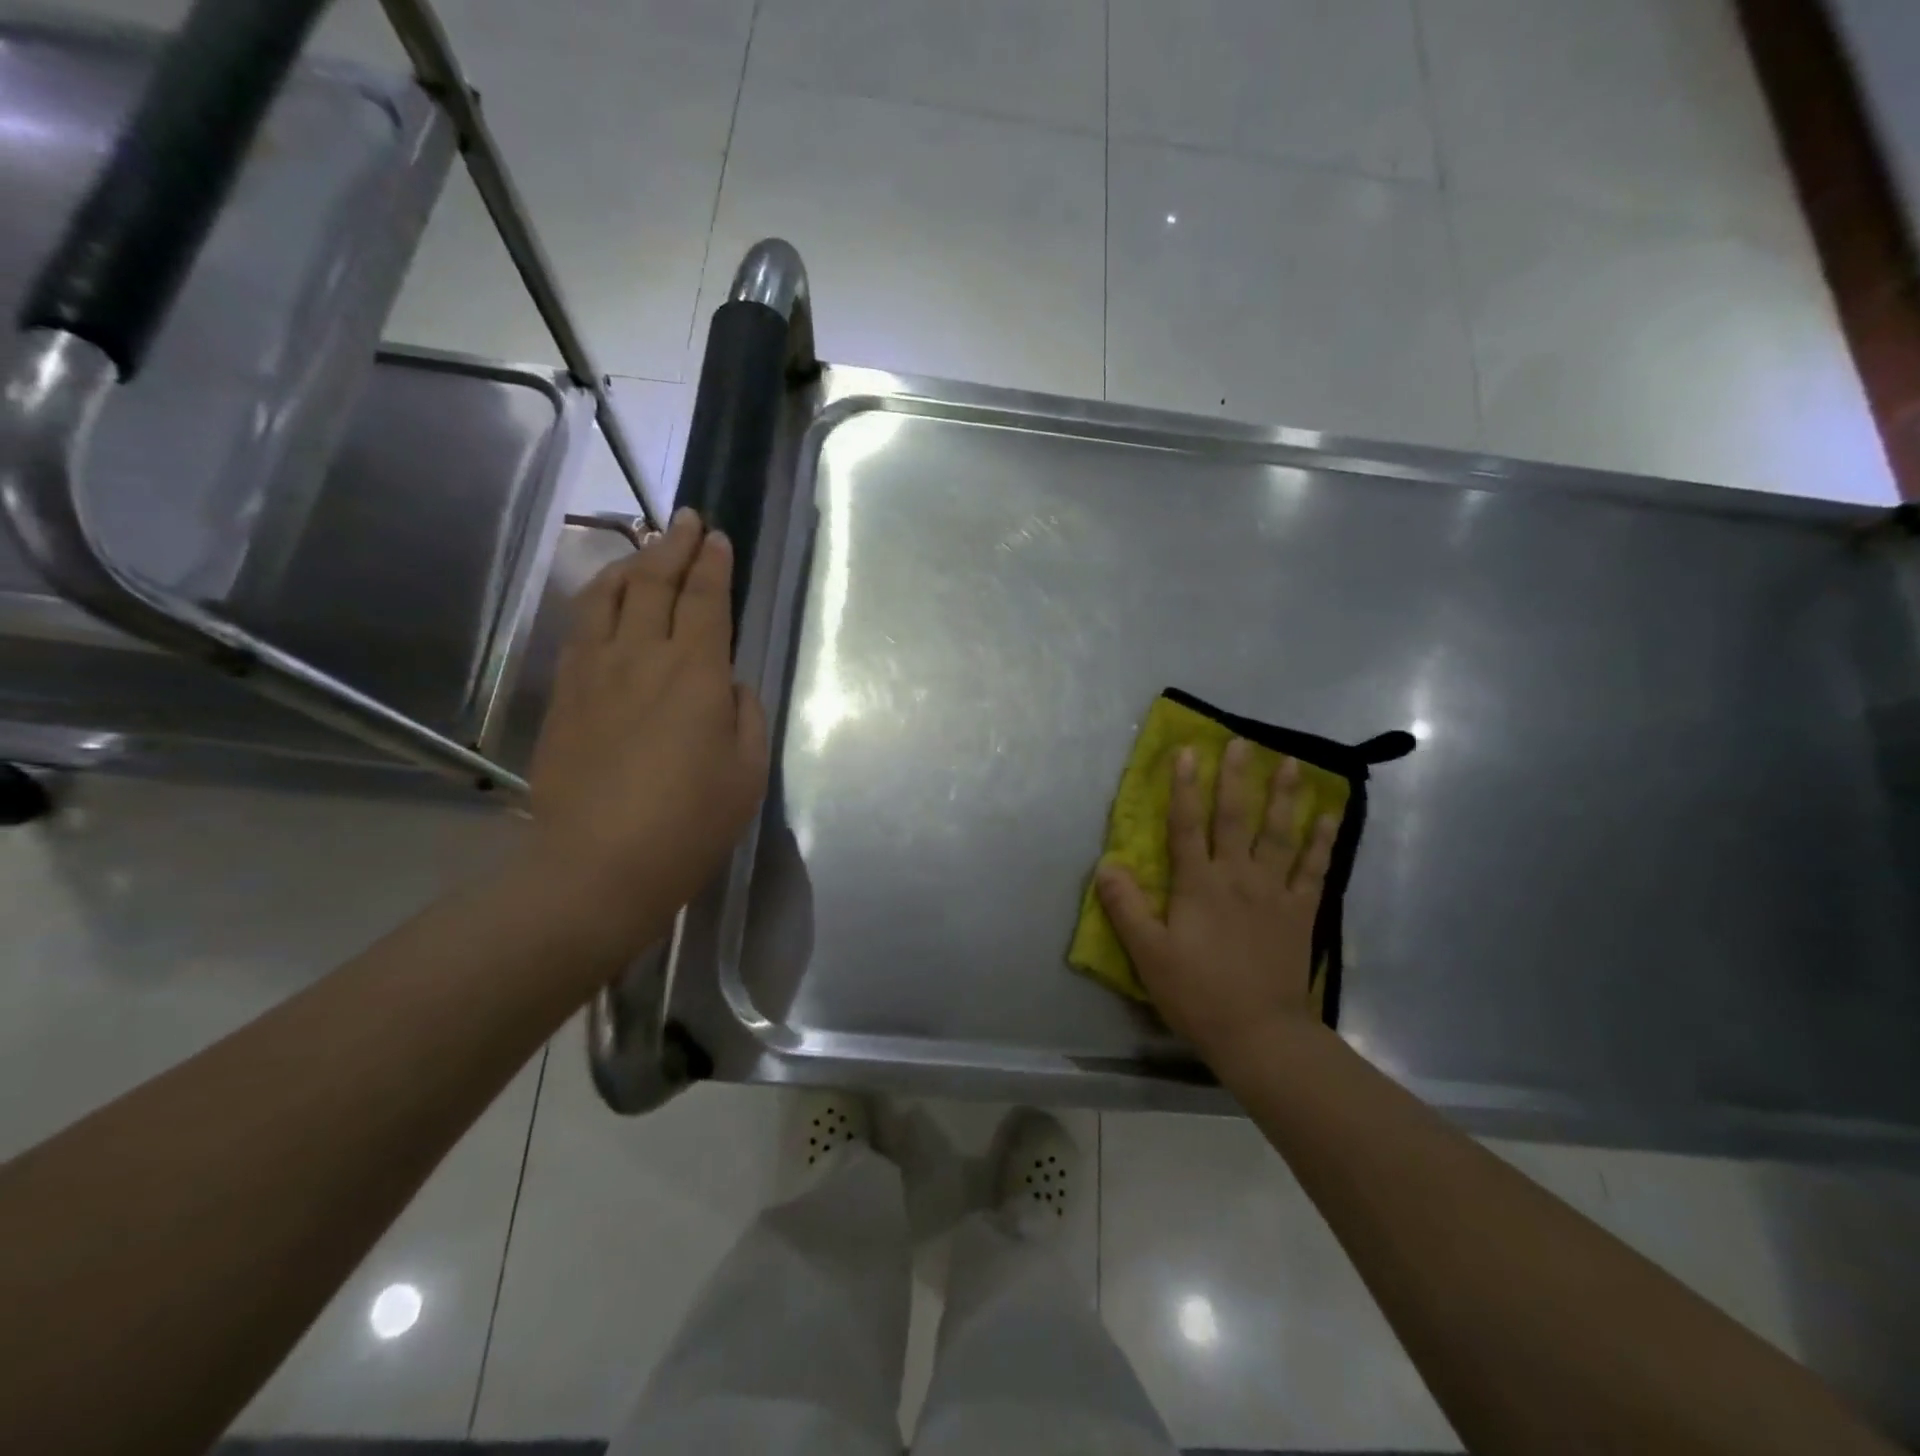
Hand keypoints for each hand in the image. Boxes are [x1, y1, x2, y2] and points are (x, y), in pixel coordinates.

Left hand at [525, 509, 769, 956]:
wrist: (598, 865)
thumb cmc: (690, 823)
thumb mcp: (747, 771)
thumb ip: (745, 714)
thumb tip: (728, 683)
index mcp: (697, 674)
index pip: (707, 600)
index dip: (714, 565)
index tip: (718, 537)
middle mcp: (644, 656)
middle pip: (656, 583)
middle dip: (676, 545)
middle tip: (688, 519)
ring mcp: (596, 671)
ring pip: (609, 595)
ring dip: (631, 563)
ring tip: (646, 547)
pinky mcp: (565, 693)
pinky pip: (580, 627)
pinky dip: (595, 597)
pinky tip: (603, 595)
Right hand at [1097, 739, 1340, 1065]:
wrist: (1260, 1033)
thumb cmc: (1198, 993)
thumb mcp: (1149, 954)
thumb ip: (1126, 907)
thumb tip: (1106, 864)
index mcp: (1198, 885)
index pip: (1186, 825)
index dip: (1183, 787)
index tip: (1186, 751)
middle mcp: (1237, 877)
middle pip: (1235, 818)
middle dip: (1235, 778)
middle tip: (1242, 742)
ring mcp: (1274, 892)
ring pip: (1279, 834)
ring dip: (1283, 796)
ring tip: (1290, 763)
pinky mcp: (1300, 912)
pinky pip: (1314, 869)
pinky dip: (1323, 841)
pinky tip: (1330, 815)